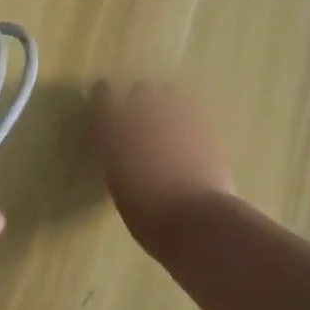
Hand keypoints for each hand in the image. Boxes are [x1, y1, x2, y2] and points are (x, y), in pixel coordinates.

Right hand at [89, 81, 236, 246]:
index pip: (104, 93)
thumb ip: (119, 157)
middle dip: (141, 104)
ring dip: (168, 107)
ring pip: (169, 94)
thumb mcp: (119, 186)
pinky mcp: (206, 125)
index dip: (106, 101)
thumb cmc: (148, 215)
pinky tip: (191, 138)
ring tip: (170, 129)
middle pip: (140, 90)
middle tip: (143, 128)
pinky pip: (194, 110)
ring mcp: (177, 116)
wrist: (197, 220)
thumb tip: (125, 151)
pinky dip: (190, 120)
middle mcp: (143, 113)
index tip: (108, 114)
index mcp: (113, 129)